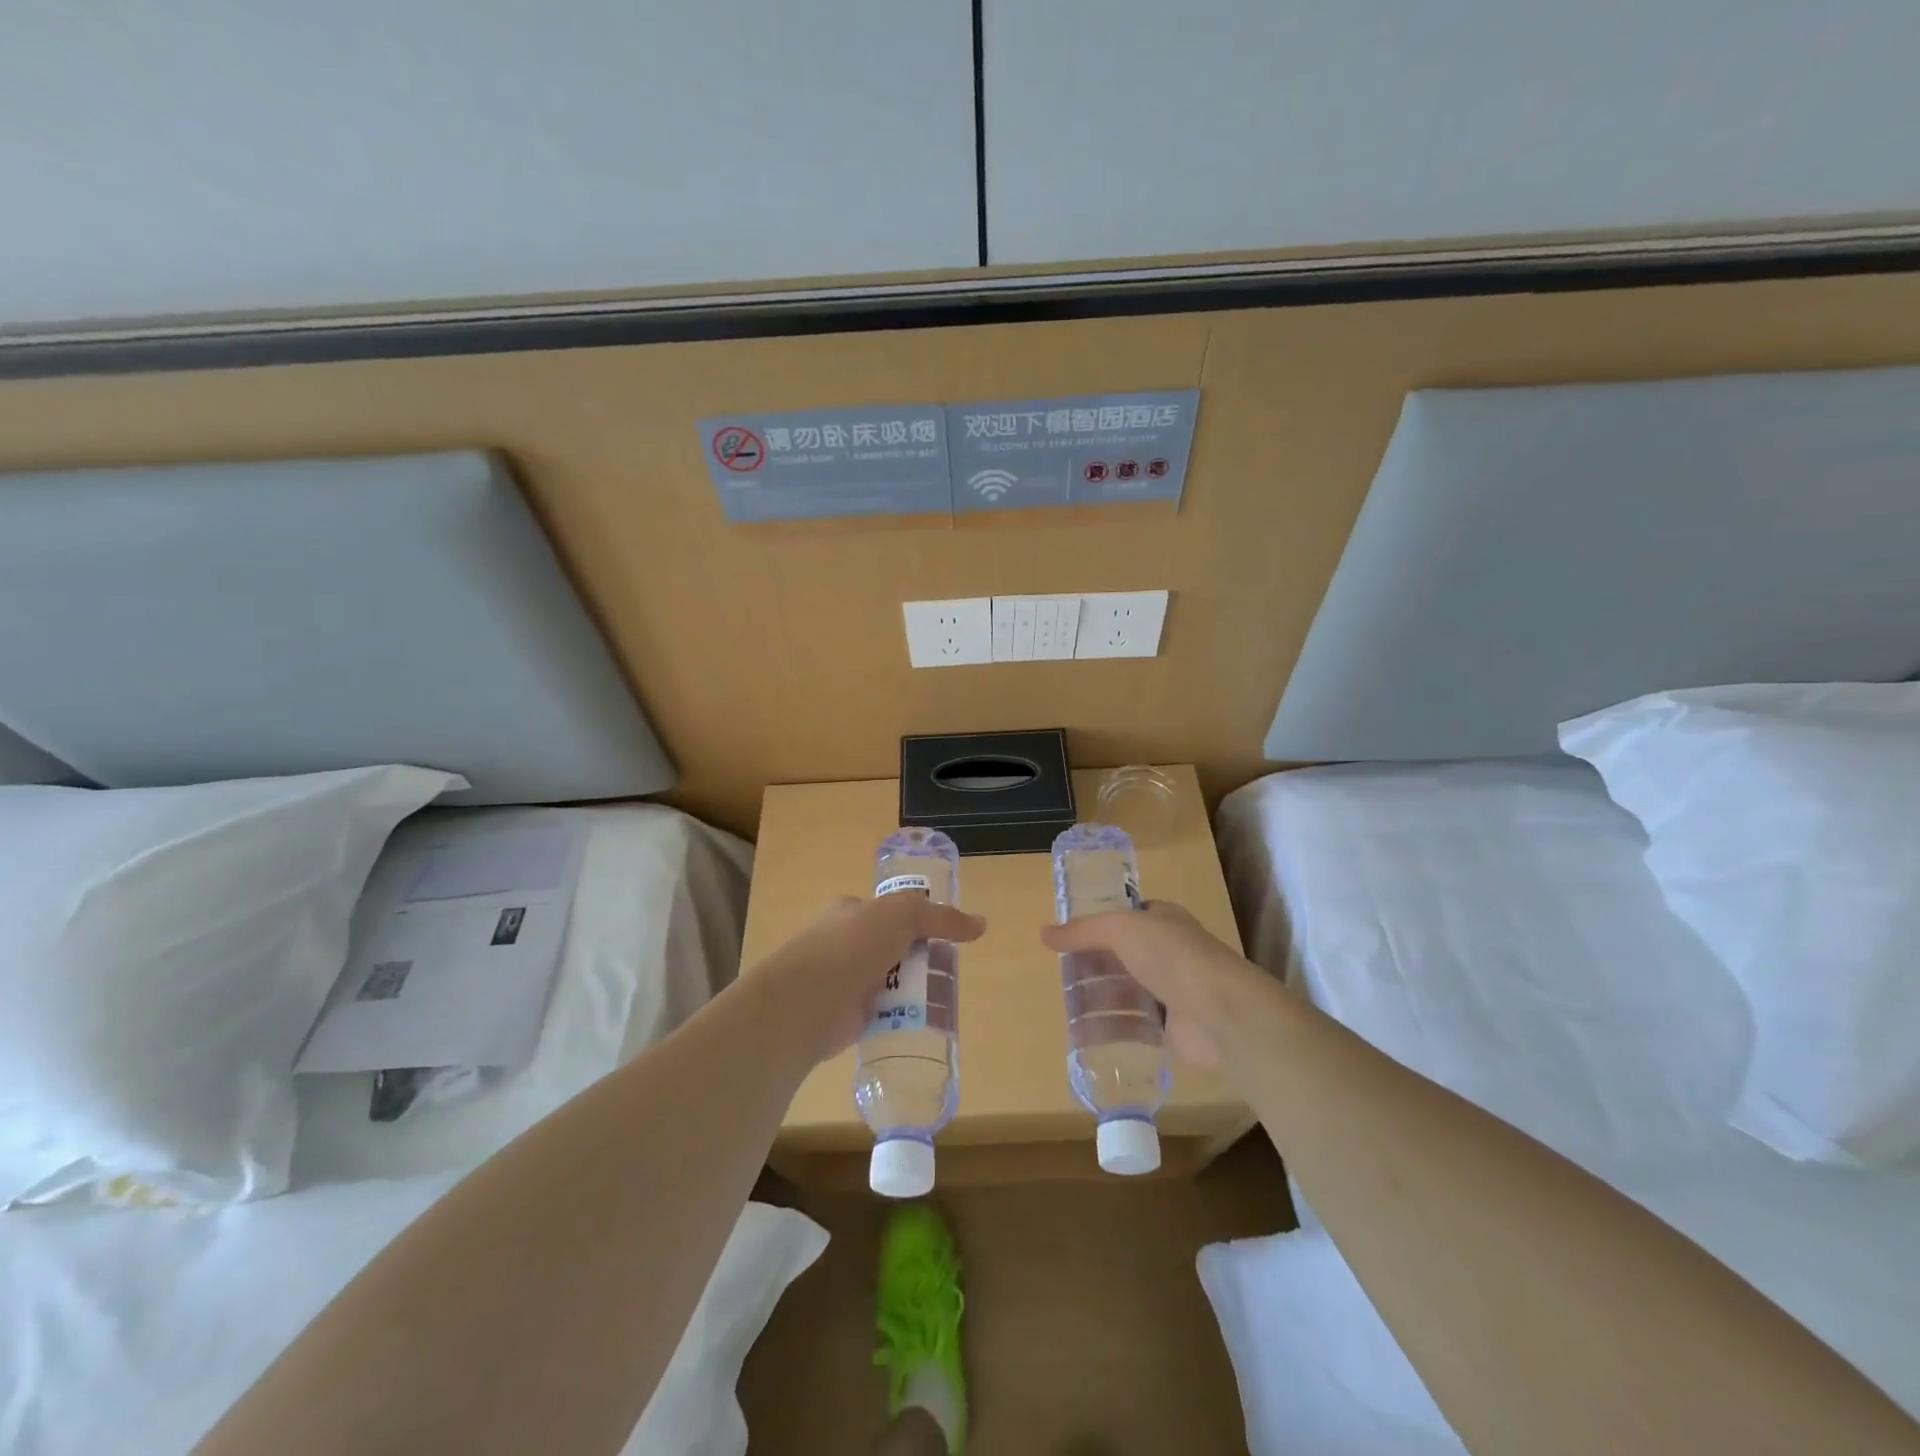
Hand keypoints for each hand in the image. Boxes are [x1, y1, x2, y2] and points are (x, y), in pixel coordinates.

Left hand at [752, 893, 984, 1061]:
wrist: (809, 999)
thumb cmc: (852, 945)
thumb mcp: (902, 915)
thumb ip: (941, 917)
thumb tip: (980, 924)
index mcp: (850, 912)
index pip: (889, 910)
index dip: (917, 919)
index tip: (946, 933)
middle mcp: (845, 943)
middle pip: (894, 947)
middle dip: (920, 957)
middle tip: (951, 969)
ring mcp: (845, 981)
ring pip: (890, 982)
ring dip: (913, 989)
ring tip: (945, 999)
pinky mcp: (848, 1017)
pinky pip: (884, 1014)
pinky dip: (901, 1017)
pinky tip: (924, 1023)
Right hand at [1040, 901, 1274, 1072]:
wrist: (1221, 1013)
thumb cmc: (1172, 956)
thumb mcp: (1121, 929)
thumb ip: (1083, 931)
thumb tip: (1044, 933)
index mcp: (1161, 920)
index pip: (1125, 918)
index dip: (1096, 926)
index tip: (1066, 938)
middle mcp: (1166, 953)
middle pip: (1119, 958)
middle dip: (1090, 966)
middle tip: (1059, 976)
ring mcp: (1169, 992)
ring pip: (1122, 993)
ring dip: (1095, 1000)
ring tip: (1064, 1009)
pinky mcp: (1168, 1029)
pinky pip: (1131, 1027)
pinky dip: (1107, 1031)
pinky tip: (1080, 1037)